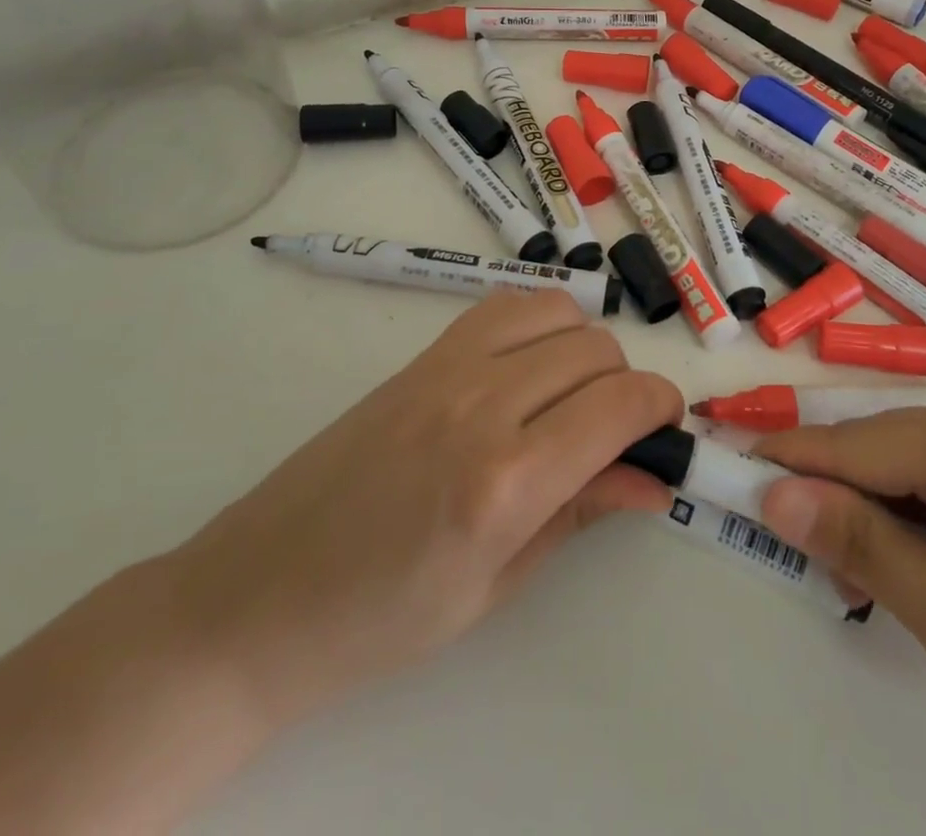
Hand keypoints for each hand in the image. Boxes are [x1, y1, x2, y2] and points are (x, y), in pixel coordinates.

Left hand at [168, 290, 680, 727]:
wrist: (260, 594)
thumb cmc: (382, 619)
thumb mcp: (496, 585)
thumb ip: (581, 513)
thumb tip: (654, 479)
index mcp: (506, 482)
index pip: (620, 405)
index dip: (661, 408)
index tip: (665, 431)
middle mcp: (483, 404)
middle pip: (596, 350)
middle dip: (625, 386)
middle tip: (614, 434)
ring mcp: (448, 367)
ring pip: (557, 312)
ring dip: (584, 348)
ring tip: (570, 397)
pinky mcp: (423, 353)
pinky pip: (505, 306)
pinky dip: (538, 324)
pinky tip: (528, 368)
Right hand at [753, 403, 925, 834]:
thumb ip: (858, 545)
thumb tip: (771, 493)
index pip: (849, 441)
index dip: (779, 461)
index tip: (714, 466)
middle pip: (877, 453)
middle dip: (832, 504)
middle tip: (807, 567)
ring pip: (908, 477)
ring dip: (874, 525)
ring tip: (868, 590)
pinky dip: (915, 533)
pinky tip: (923, 581)